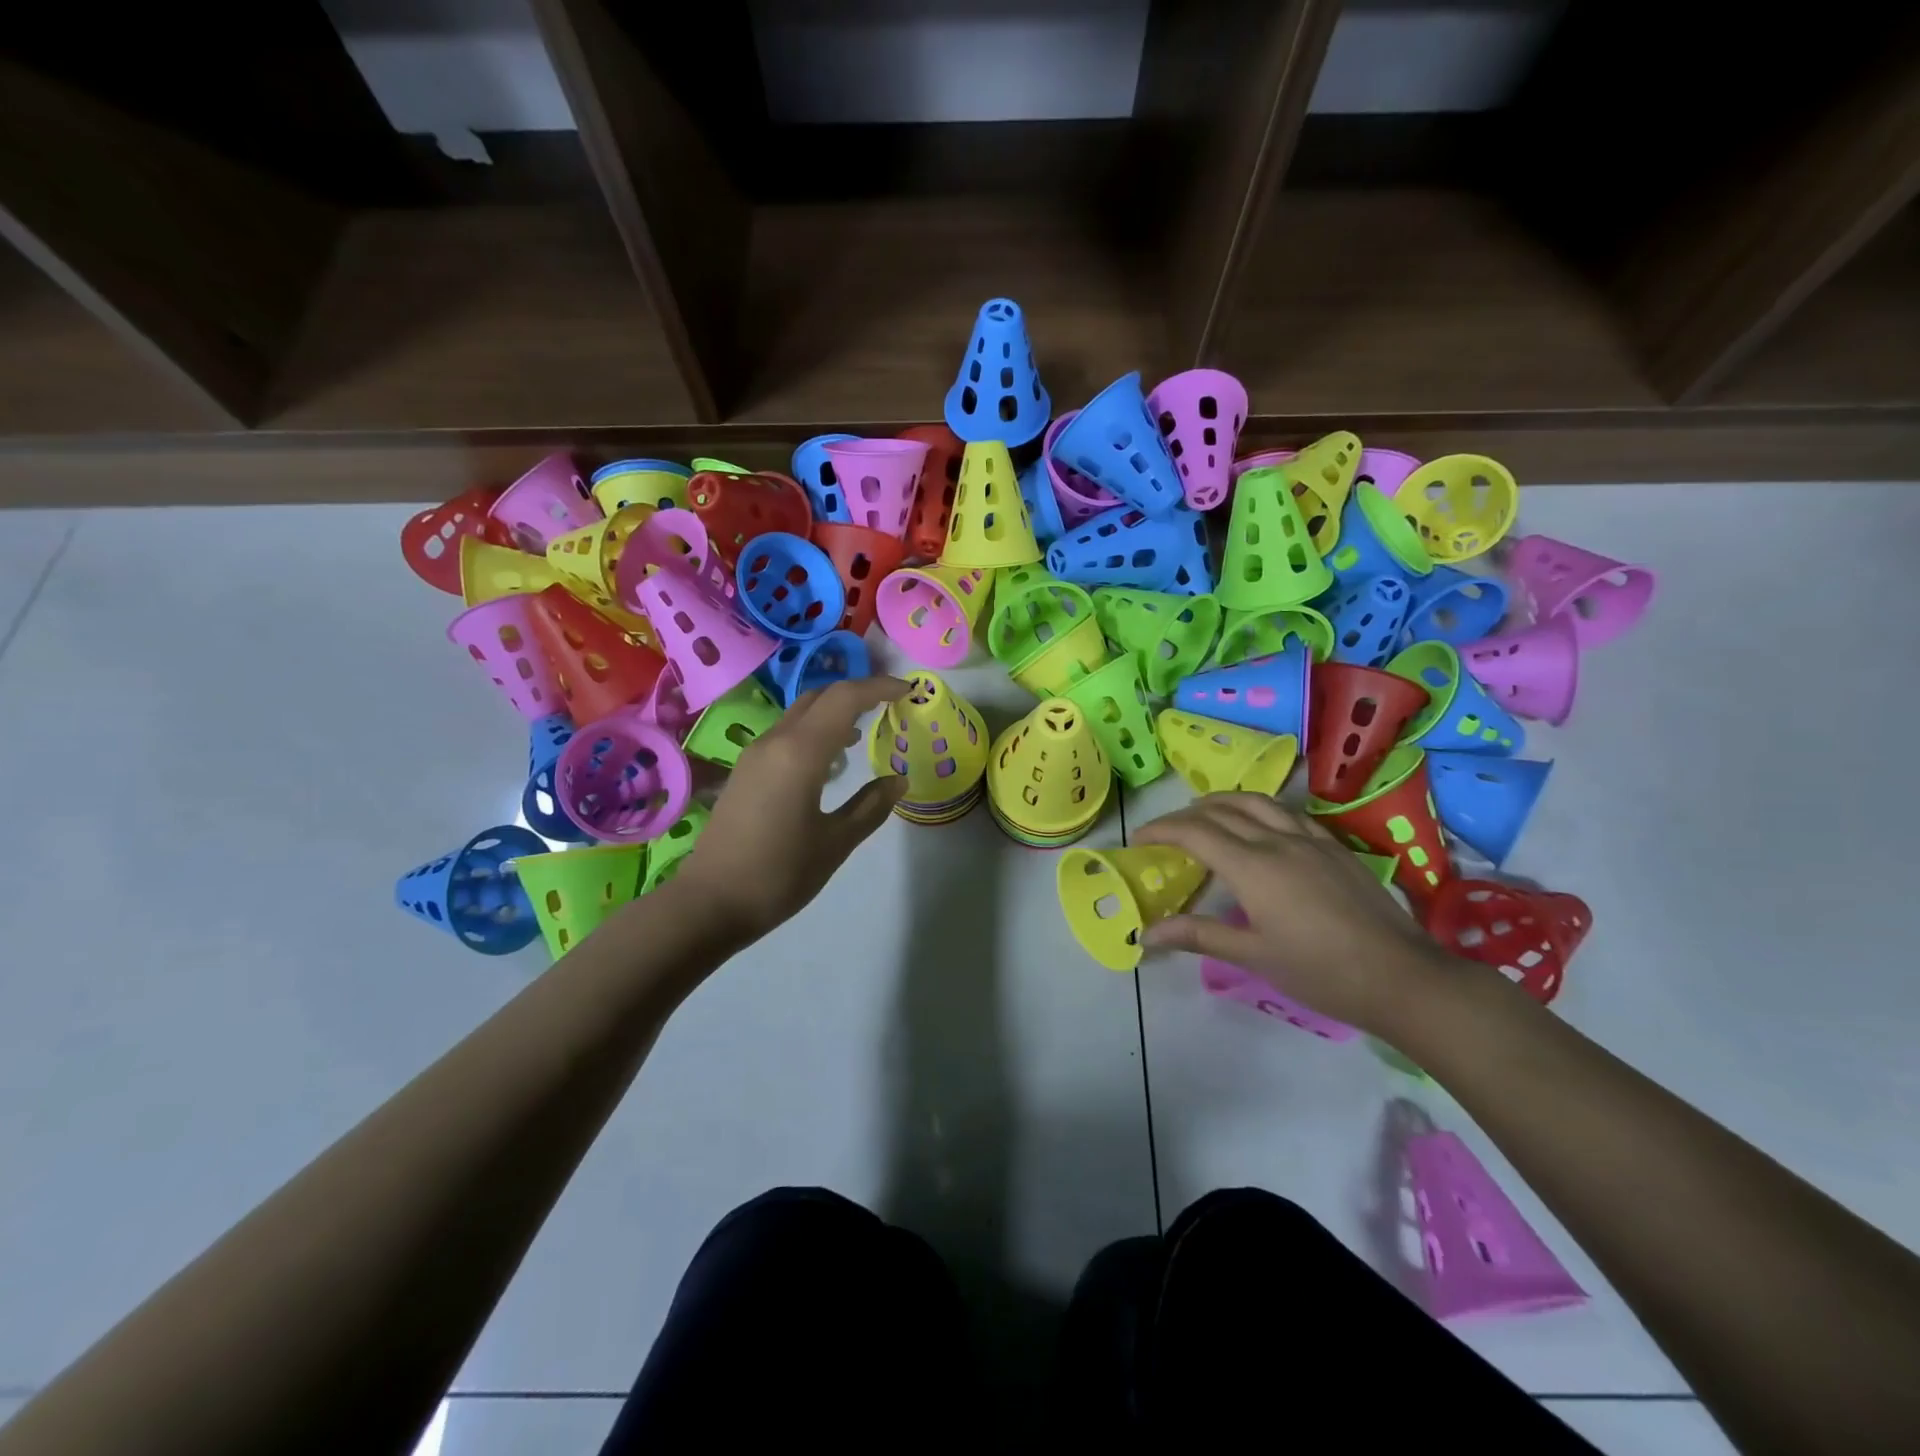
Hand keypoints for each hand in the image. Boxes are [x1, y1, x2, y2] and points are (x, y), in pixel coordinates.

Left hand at [676, 676, 909, 940]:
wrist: (709, 902)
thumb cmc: (779, 874)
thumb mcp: (836, 843)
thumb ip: (871, 805)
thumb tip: (898, 780)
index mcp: (801, 752)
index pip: (844, 698)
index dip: (879, 687)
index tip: (908, 691)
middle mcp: (776, 741)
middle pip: (820, 697)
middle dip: (857, 692)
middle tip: (890, 704)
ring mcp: (756, 754)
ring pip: (801, 713)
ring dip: (834, 711)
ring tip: (865, 729)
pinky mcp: (746, 771)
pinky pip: (787, 733)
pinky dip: (815, 730)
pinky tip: (831, 759)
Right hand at [1134, 793, 1453, 1036]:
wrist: (1401, 977)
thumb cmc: (1321, 971)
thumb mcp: (1253, 955)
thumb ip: (1199, 935)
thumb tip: (1146, 933)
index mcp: (1253, 867)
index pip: (1194, 832)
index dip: (1161, 829)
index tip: (1138, 839)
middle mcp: (1277, 841)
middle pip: (1222, 811)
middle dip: (1185, 815)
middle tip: (1165, 832)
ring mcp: (1310, 840)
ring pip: (1257, 802)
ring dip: (1223, 802)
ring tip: (1204, 812)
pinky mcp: (1334, 847)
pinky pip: (1288, 813)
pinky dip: (1260, 809)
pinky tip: (1260, 825)